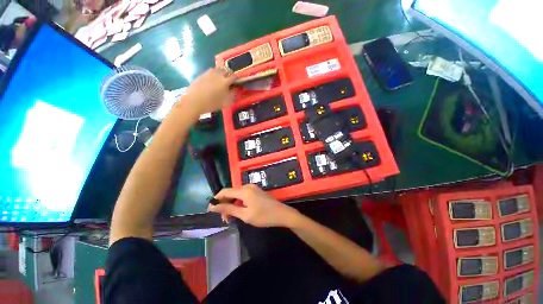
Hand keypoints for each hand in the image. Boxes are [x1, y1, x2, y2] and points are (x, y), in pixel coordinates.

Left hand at [183, 68, 236, 114]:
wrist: (194, 102)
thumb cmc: (211, 104)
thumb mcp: (225, 103)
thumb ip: (231, 96)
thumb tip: (234, 91)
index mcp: (224, 82)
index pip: (233, 77)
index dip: (237, 78)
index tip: (237, 80)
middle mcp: (217, 75)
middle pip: (225, 70)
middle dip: (229, 73)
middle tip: (229, 78)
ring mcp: (208, 74)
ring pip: (217, 69)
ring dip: (221, 72)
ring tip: (221, 78)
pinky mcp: (201, 75)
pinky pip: (209, 72)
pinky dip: (213, 74)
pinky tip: (212, 80)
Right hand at [209, 184, 299, 227]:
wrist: (282, 214)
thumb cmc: (263, 216)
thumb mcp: (245, 215)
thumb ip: (229, 209)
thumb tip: (213, 206)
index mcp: (244, 190)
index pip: (225, 191)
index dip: (216, 199)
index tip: (210, 210)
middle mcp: (247, 186)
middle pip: (231, 193)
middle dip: (225, 204)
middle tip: (224, 219)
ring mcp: (253, 188)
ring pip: (237, 194)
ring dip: (232, 204)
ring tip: (231, 217)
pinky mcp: (256, 191)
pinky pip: (243, 195)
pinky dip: (239, 202)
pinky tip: (239, 211)